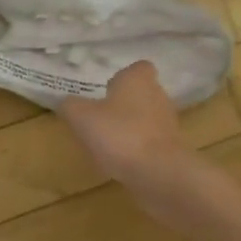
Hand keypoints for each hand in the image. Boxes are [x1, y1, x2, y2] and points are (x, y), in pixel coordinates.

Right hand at [58, 61, 192, 183]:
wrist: (157, 172)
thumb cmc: (118, 134)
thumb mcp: (80, 117)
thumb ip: (71, 105)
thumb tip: (68, 103)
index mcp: (138, 79)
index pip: (137, 68)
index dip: (122, 78)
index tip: (106, 91)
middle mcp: (158, 95)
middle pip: (142, 93)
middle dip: (124, 104)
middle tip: (101, 118)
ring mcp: (168, 122)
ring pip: (147, 118)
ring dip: (130, 127)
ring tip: (108, 143)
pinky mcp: (172, 148)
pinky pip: (151, 142)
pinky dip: (138, 148)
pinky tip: (121, 161)